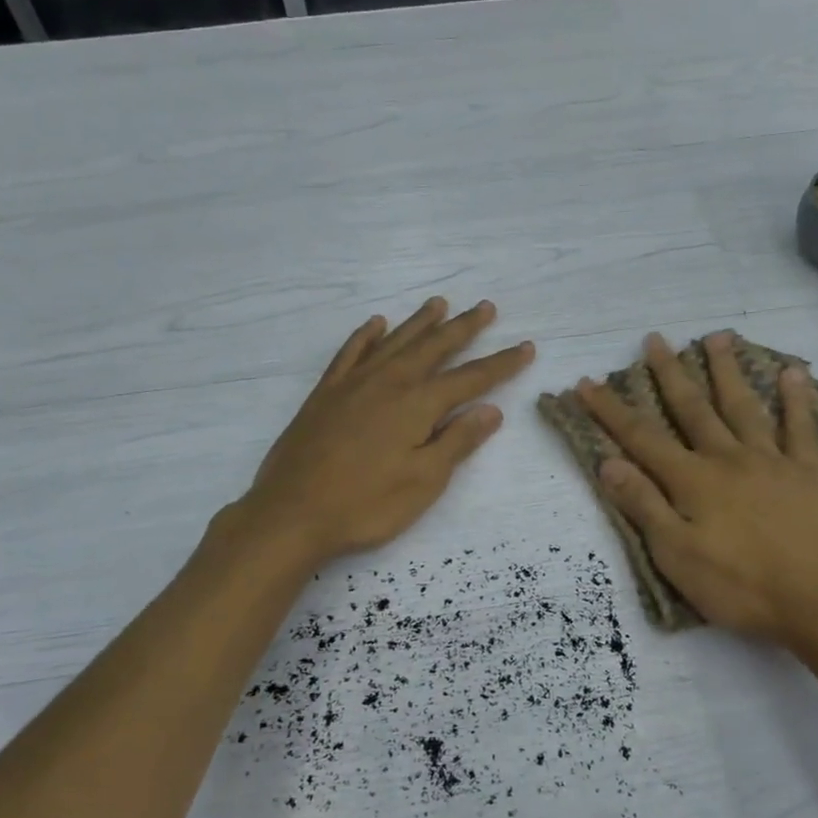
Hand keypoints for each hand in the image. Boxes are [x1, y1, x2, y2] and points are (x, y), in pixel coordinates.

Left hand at [234, 298, 534, 567]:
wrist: (291, 513)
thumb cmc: (366, 505)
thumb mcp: (423, 482)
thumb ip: (457, 442)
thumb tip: (490, 410)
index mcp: (417, 405)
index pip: (470, 379)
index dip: (501, 364)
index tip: (526, 347)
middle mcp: (388, 383)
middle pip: (433, 347)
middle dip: (463, 328)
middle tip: (485, 307)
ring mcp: (353, 384)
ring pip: (394, 342)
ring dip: (419, 322)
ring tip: (439, 304)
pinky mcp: (325, 394)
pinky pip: (350, 352)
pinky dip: (365, 336)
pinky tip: (375, 324)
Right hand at [577, 331, 817, 649]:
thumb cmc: (739, 585)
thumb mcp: (676, 554)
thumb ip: (644, 505)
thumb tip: (608, 462)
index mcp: (692, 480)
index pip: (641, 438)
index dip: (611, 410)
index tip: (587, 382)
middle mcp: (727, 458)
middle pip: (692, 409)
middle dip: (669, 374)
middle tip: (655, 339)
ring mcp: (771, 461)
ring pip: (743, 407)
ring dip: (727, 371)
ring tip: (717, 337)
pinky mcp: (809, 473)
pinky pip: (801, 429)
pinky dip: (796, 400)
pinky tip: (792, 373)